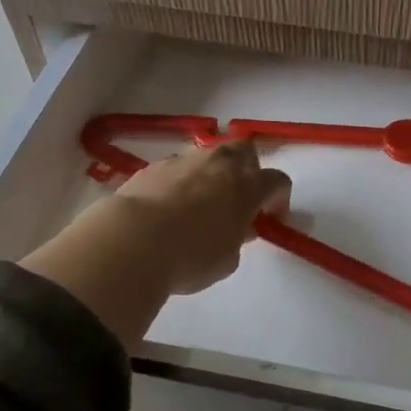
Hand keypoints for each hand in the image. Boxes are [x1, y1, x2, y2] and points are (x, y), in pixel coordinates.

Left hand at [19, 140, 290, 345]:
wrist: (131, 243)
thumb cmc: (189, 257)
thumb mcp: (227, 259)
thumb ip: (238, 238)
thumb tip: (236, 227)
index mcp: (247, 186)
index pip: (277, 181)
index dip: (279, 199)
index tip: (269, 219)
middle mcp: (220, 164)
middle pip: (245, 150)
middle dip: (248, 169)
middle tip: (239, 198)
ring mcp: (184, 161)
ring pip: (208, 157)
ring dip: (211, 175)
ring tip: (198, 205)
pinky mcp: (153, 166)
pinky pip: (176, 169)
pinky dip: (179, 183)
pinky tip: (167, 208)